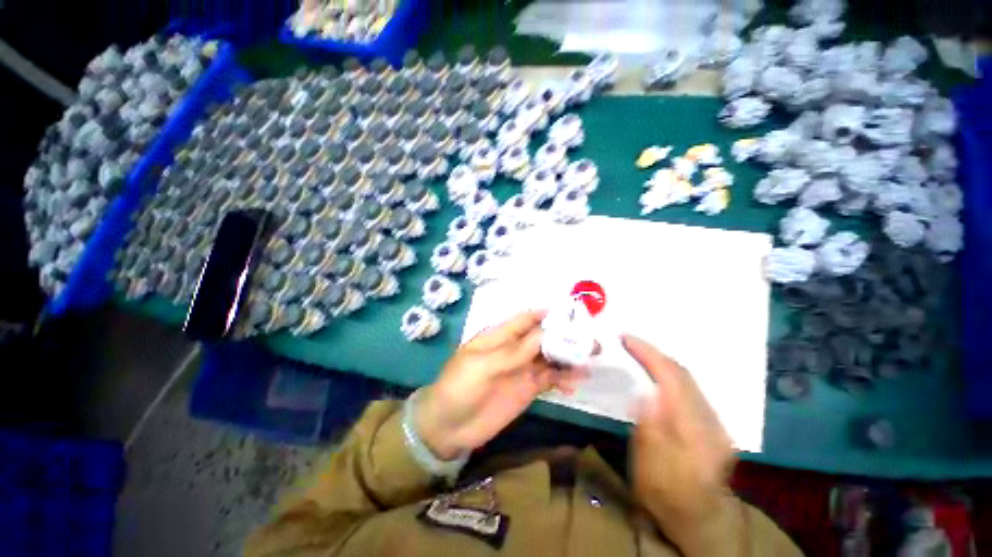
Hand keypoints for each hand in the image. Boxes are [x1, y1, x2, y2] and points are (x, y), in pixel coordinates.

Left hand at [415, 310, 587, 459]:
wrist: (448, 427)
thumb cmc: (460, 387)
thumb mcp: (484, 365)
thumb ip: (514, 351)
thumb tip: (545, 333)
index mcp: (500, 336)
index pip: (526, 319)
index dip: (546, 314)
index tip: (571, 314)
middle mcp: (514, 349)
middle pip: (543, 337)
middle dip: (564, 336)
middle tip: (590, 339)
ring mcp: (522, 369)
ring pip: (550, 357)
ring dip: (568, 357)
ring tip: (590, 360)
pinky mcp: (527, 389)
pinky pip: (549, 379)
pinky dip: (563, 378)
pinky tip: (576, 382)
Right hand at [624, 335, 741, 554]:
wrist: (700, 520)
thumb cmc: (668, 495)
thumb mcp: (651, 468)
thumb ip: (650, 429)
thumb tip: (643, 394)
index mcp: (695, 430)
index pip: (672, 378)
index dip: (649, 354)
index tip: (625, 338)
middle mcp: (710, 419)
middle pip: (683, 373)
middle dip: (654, 352)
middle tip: (627, 341)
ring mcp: (714, 420)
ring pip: (687, 378)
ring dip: (661, 361)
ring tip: (637, 352)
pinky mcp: (710, 423)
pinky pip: (688, 387)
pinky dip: (668, 374)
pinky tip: (655, 374)